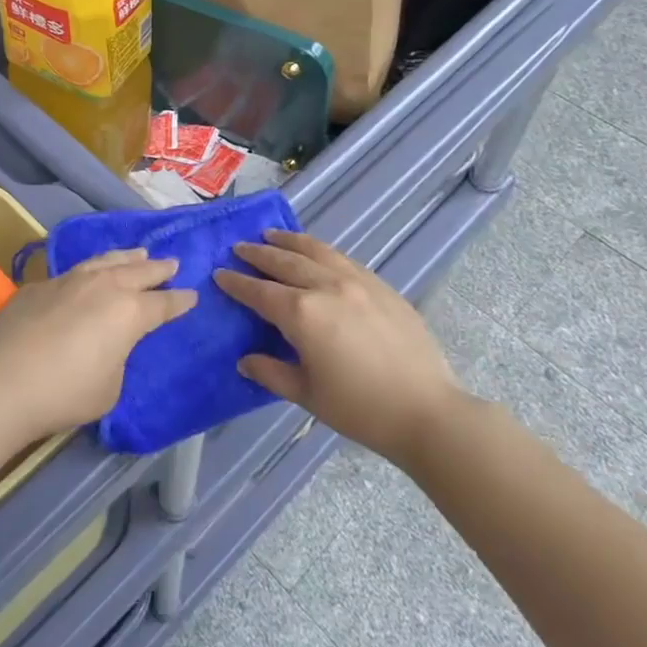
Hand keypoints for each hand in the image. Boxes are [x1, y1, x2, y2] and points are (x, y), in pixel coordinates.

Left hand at [0, 249, 195, 443]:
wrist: (2, 380)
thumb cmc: (65, 392)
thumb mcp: (109, 388)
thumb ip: (117, 361)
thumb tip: (107, 347)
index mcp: (128, 312)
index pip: (163, 305)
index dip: (179, 301)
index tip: (192, 295)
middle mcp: (103, 287)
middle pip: (138, 271)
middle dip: (158, 269)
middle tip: (172, 264)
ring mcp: (68, 281)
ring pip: (105, 261)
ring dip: (126, 257)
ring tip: (137, 253)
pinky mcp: (39, 285)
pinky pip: (74, 271)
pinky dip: (90, 270)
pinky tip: (87, 274)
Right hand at [215, 230, 463, 464]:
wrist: (427, 410)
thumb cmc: (361, 409)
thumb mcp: (307, 395)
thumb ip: (271, 372)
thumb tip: (246, 360)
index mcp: (303, 314)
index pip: (260, 292)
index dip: (237, 283)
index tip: (219, 273)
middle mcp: (326, 287)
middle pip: (285, 262)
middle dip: (258, 254)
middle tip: (239, 247)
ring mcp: (357, 281)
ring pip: (316, 251)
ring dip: (289, 242)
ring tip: (271, 236)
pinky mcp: (381, 286)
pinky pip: (343, 258)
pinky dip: (320, 250)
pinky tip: (315, 253)